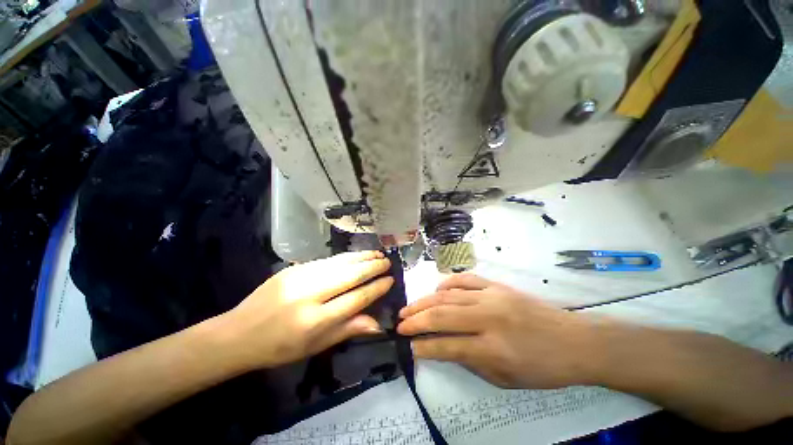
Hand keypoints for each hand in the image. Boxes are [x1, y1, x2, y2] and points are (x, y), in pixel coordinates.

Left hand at [221, 251, 392, 370]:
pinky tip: (355, 255)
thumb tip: (377, 324)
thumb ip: (347, 330)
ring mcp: (300, 277)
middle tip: (387, 261)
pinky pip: (327, 261)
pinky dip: (345, 257)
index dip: (376, 288)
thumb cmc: (279, 348)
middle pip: (350, 276)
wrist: (238, 333)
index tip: (390, 280)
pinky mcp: (293, 268)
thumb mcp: (315, 347)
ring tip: (377, 254)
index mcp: (315, 321)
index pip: (356, 299)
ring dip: (361, 257)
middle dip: (372, 267)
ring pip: (340, 263)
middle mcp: (309, 295)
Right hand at [397, 274, 597, 388]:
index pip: (447, 346)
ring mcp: (492, 296)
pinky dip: (447, 284)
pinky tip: (436, 291)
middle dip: (416, 320)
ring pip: (449, 295)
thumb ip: (470, 361)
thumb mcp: (505, 378)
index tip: (408, 346)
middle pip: (442, 315)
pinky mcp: (497, 285)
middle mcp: (489, 318)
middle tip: (400, 323)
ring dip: (425, 301)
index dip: (423, 346)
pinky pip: (465, 279)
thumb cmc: (542, 367)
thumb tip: (443, 347)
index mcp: (493, 348)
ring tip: (409, 308)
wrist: (575, 340)